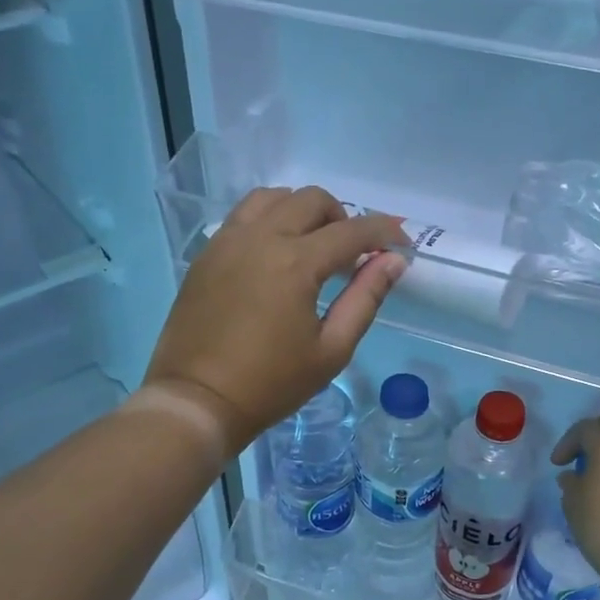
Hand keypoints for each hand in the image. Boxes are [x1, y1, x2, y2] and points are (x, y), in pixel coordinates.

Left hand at [145, 186, 408, 447]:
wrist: (197, 401)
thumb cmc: (271, 384)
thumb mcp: (331, 349)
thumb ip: (365, 299)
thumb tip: (393, 262)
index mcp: (296, 263)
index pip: (352, 231)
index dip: (385, 233)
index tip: (402, 246)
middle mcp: (261, 238)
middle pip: (312, 200)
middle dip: (343, 218)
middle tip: (351, 255)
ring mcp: (228, 241)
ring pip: (273, 198)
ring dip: (302, 211)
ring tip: (311, 246)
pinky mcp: (207, 254)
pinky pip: (243, 215)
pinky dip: (269, 219)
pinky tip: (275, 253)